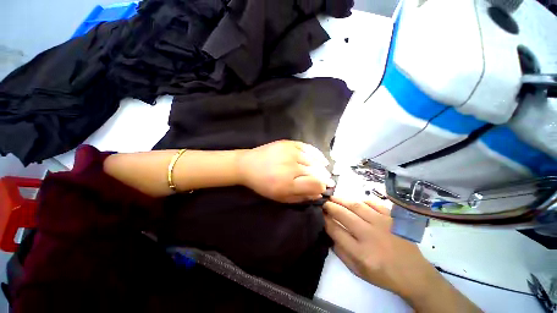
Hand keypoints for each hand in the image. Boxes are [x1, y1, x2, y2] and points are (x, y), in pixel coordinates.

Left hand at [237, 140, 334, 202]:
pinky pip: (308, 148)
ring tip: (326, 171)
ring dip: (322, 167)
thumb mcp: (280, 197)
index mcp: (288, 184)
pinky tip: (322, 159)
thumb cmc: (263, 184)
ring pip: (314, 160)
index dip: (322, 187)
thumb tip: (318, 194)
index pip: (315, 184)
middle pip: (317, 172)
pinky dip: (317, 154)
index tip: (324, 188)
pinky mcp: (289, 143)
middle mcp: (291, 167)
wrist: (248, 165)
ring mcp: (290, 153)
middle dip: (325, 178)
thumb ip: (300, 197)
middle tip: (328, 181)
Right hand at [323, 197, 480, 312]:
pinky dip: (361, 200)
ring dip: (341, 199)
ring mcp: (383, 224)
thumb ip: (340, 251)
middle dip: (330, 206)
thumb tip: (329, 232)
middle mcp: (370, 235)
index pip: (335, 230)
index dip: (325, 220)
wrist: (414, 274)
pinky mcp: (392, 218)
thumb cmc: (383, 274)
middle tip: (324, 203)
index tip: (320, 214)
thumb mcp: (357, 270)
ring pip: (356, 205)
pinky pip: (373, 203)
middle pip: (343, 214)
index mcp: (361, 252)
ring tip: (333, 197)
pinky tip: (356, 202)